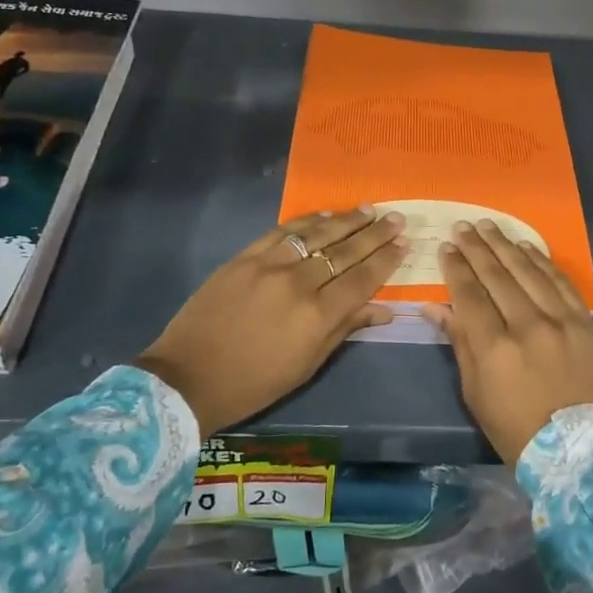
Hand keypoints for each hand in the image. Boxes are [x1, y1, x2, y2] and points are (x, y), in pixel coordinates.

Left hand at [135, 207, 407, 435]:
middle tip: (396, 218)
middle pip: (344, 251)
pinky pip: (282, 232)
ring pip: (316, 234)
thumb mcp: (306, 365)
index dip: (385, 260)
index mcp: (316, 316)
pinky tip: (324, 215)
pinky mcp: (243, 258)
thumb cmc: (254, 383)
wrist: (187, 378)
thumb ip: (345, 329)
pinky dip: (306, 222)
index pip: (361, 279)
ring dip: (345, 220)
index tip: (404, 243)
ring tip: (368, 210)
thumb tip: (383, 309)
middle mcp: (297, 284)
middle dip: (374, 234)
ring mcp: (268, 266)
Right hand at [421, 219, 592, 464]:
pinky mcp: (585, 323)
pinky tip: (526, 246)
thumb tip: (434, 307)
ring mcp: (561, 322)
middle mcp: (528, 326)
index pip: (469, 294)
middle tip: (463, 227)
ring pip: (528, 272)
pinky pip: (560, 283)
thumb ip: (459, 342)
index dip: (456, 268)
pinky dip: (542, 262)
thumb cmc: (513, 426)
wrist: (575, 449)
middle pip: (497, 276)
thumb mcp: (474, 391)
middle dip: (477, 248)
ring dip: (506, 246)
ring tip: (489, 226)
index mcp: (495, 348)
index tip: (446, 248)